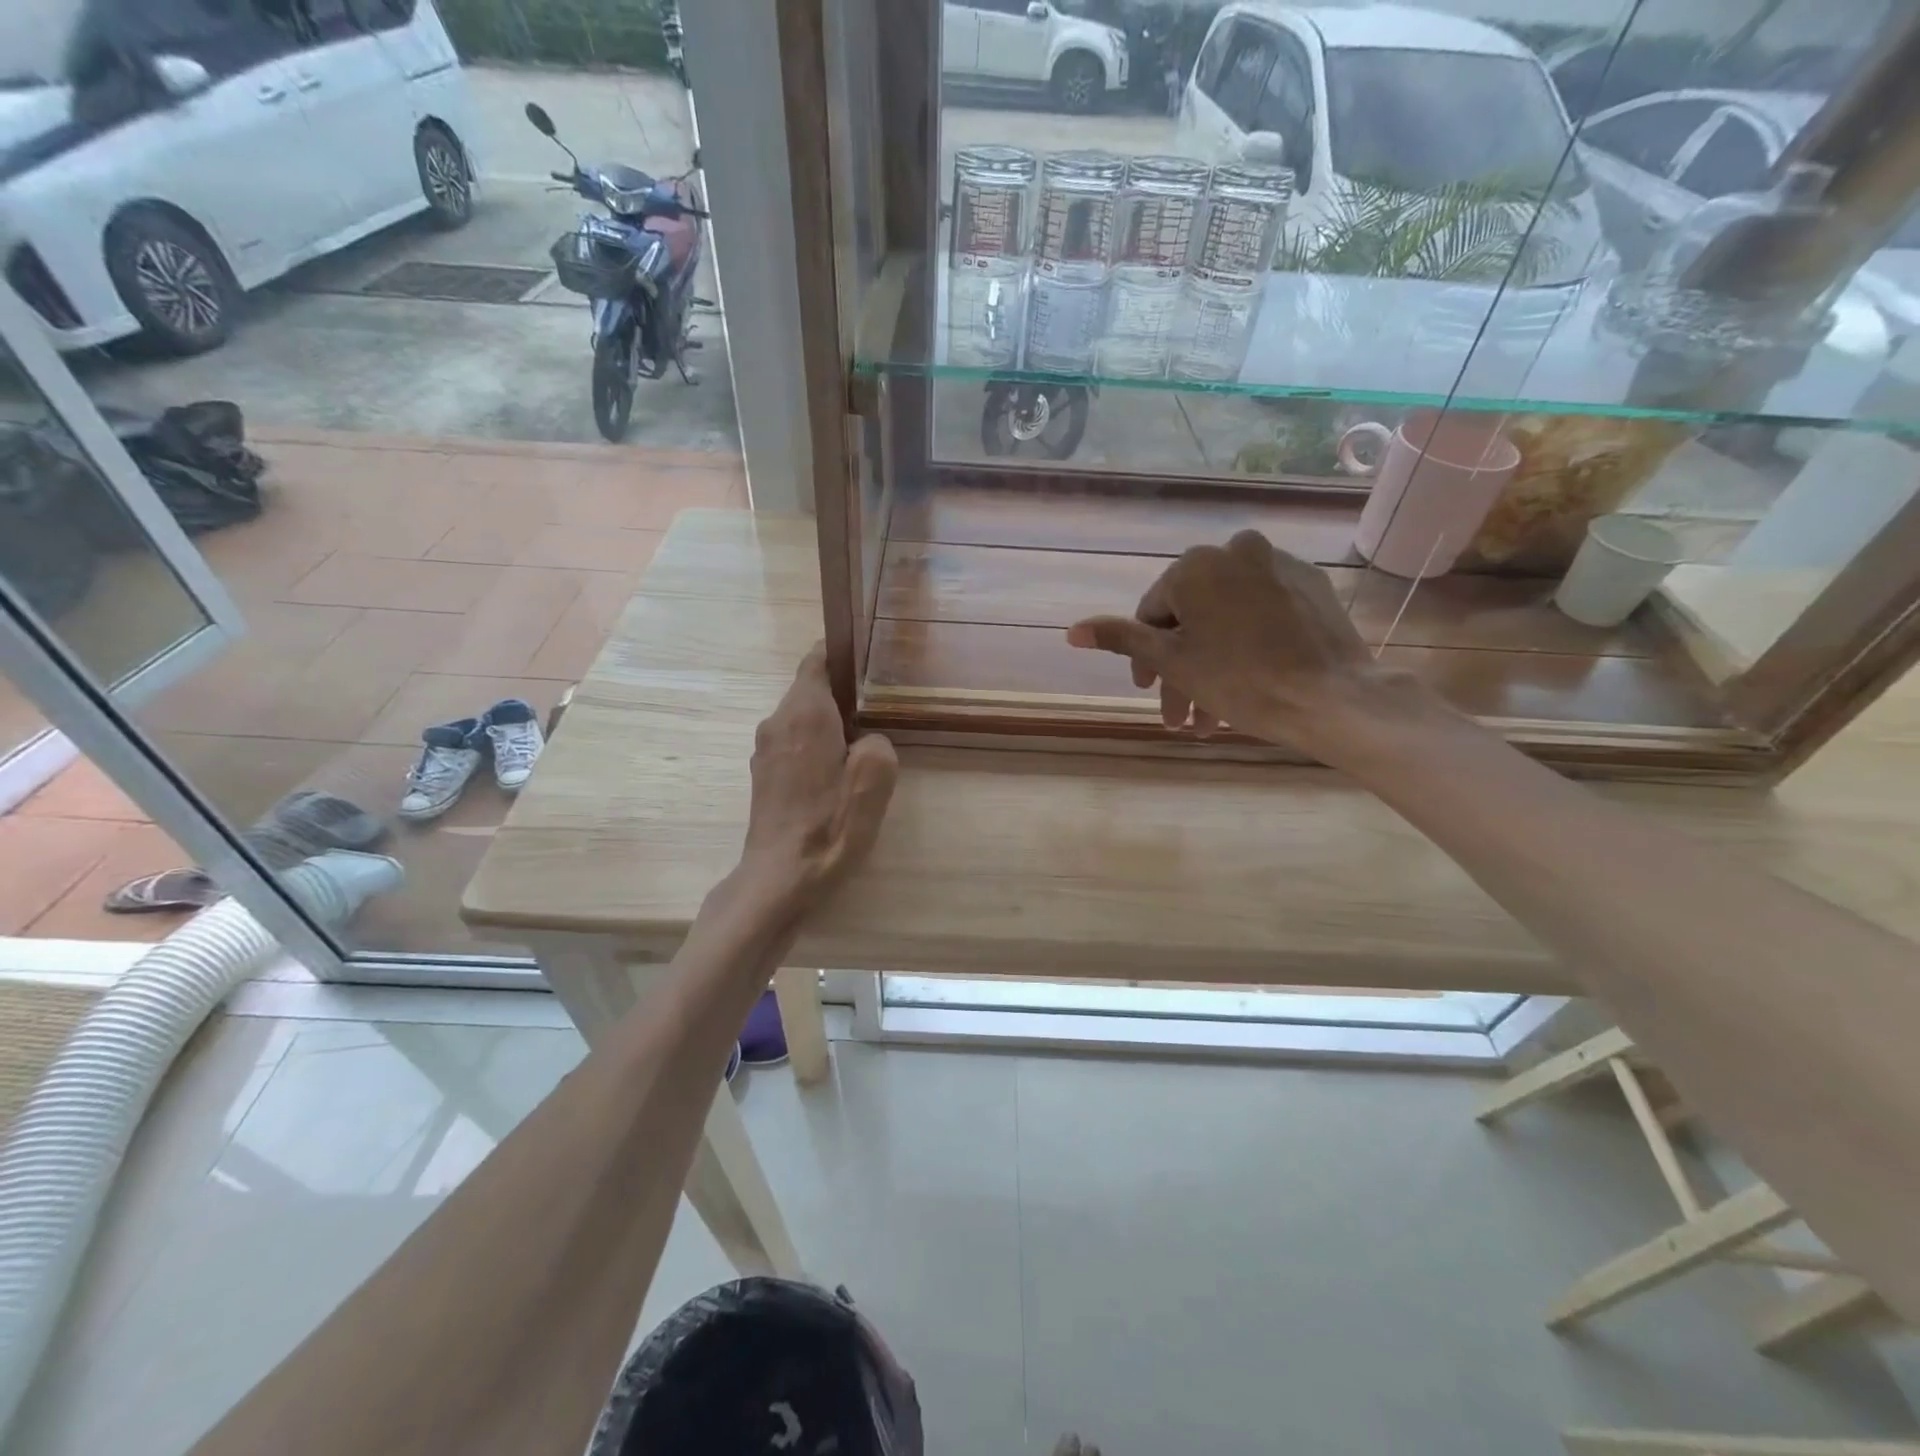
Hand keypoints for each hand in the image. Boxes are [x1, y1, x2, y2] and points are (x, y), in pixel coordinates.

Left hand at [739, 646, 898, 903]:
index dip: (841, 653)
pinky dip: (815, 743)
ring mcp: (765, 749)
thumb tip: (867, 742)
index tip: (868, 659)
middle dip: (842, 692)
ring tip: (862, 741)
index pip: (816, 659)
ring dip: (829, 721)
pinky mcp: (763, 774)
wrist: (780, 877)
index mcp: (804, 713)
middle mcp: (777, 722)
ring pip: (801, 717)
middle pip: (810, 688)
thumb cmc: (830, 826)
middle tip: (879, 705)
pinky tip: (837, 771)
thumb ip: (879, 744)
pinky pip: (793, 741)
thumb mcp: (875, 780)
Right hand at [1066, 530, 1409, 754]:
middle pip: (1192, 618)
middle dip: (1181, 671)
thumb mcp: (1172, 662)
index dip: (1146, 657)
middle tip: (1180, 717)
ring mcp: (1278, 565)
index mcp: (1195, 565)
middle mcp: (1235, 550)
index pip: (1153, 613)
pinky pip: (1262, 614)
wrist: (1332, 696)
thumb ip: (1121, 640)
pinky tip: (1250, 683)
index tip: (1150, 692)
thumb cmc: (1241, 680)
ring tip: (1211, 719)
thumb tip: (1072, 631)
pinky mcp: (1311, 585)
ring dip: (1212, 666)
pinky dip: (1248, 645)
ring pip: (1227, 619)